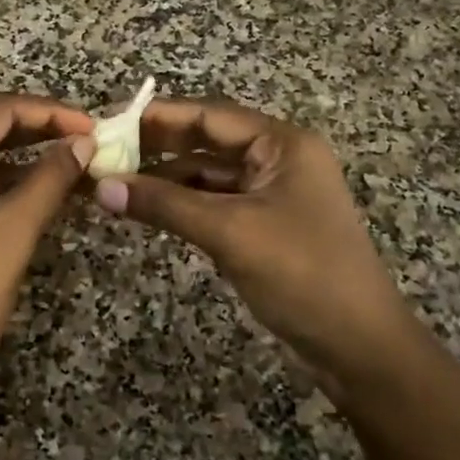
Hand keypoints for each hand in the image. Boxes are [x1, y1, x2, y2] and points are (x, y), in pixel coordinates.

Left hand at [0, 95, 93, 459]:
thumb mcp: (10, 234)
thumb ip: (50, 180)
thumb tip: (84, 144)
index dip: (51, 113)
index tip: (95, 128)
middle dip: (39, 134)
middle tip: (90, 144)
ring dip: (24, 161)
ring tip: (76, 166)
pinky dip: (2, 187)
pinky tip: (41, 193)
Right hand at [92, 96, 406, 401]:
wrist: (359, 345)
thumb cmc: (302, 273)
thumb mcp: (230, 232)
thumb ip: (164, 205)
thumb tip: (100, 187)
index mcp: (282, 144)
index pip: (210, 115)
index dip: (157, 116)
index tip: (108, 122)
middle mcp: (277, 159)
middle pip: (207, 141)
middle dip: (157, 147)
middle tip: (103, 153)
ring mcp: (271, 194)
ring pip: (207, 175)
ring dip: (165, 179)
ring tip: (113, 183)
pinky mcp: (263, 226)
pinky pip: (214, 203)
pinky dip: (181, 205)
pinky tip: (145, 210)